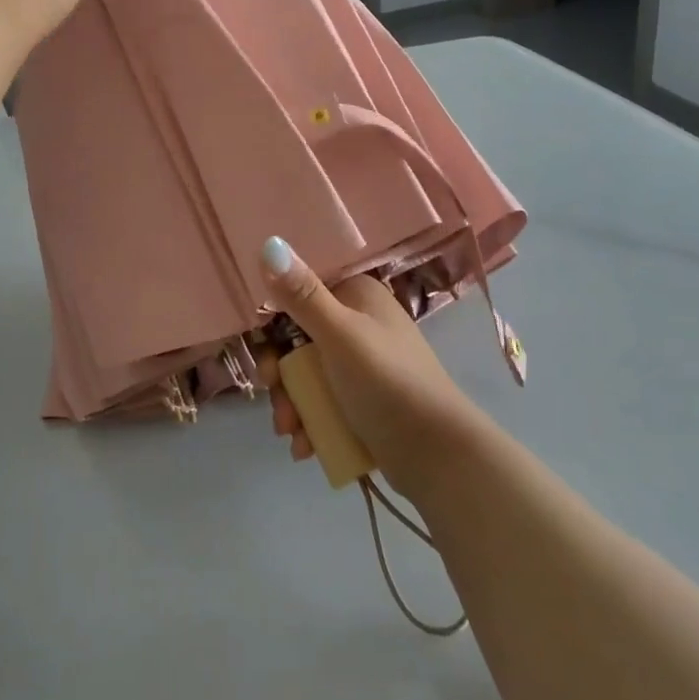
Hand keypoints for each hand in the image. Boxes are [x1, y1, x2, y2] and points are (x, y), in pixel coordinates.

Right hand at [254, 236, 480, 499]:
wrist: (439, 457)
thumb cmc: (388, 382)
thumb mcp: (339, 335)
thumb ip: (301, 294)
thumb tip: (268, 242)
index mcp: (357, 295)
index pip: (299, 291)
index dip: (272, 317)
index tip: (259, 343)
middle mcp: (358, 322)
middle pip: (296, 337)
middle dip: (280, 371)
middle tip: (273, 391)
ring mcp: (361, 363)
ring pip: (305, 373)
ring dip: (290, 402)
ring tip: (290, 430)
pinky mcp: (362, 400)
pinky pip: (321, 401)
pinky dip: (308, 421)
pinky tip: (304, 445)